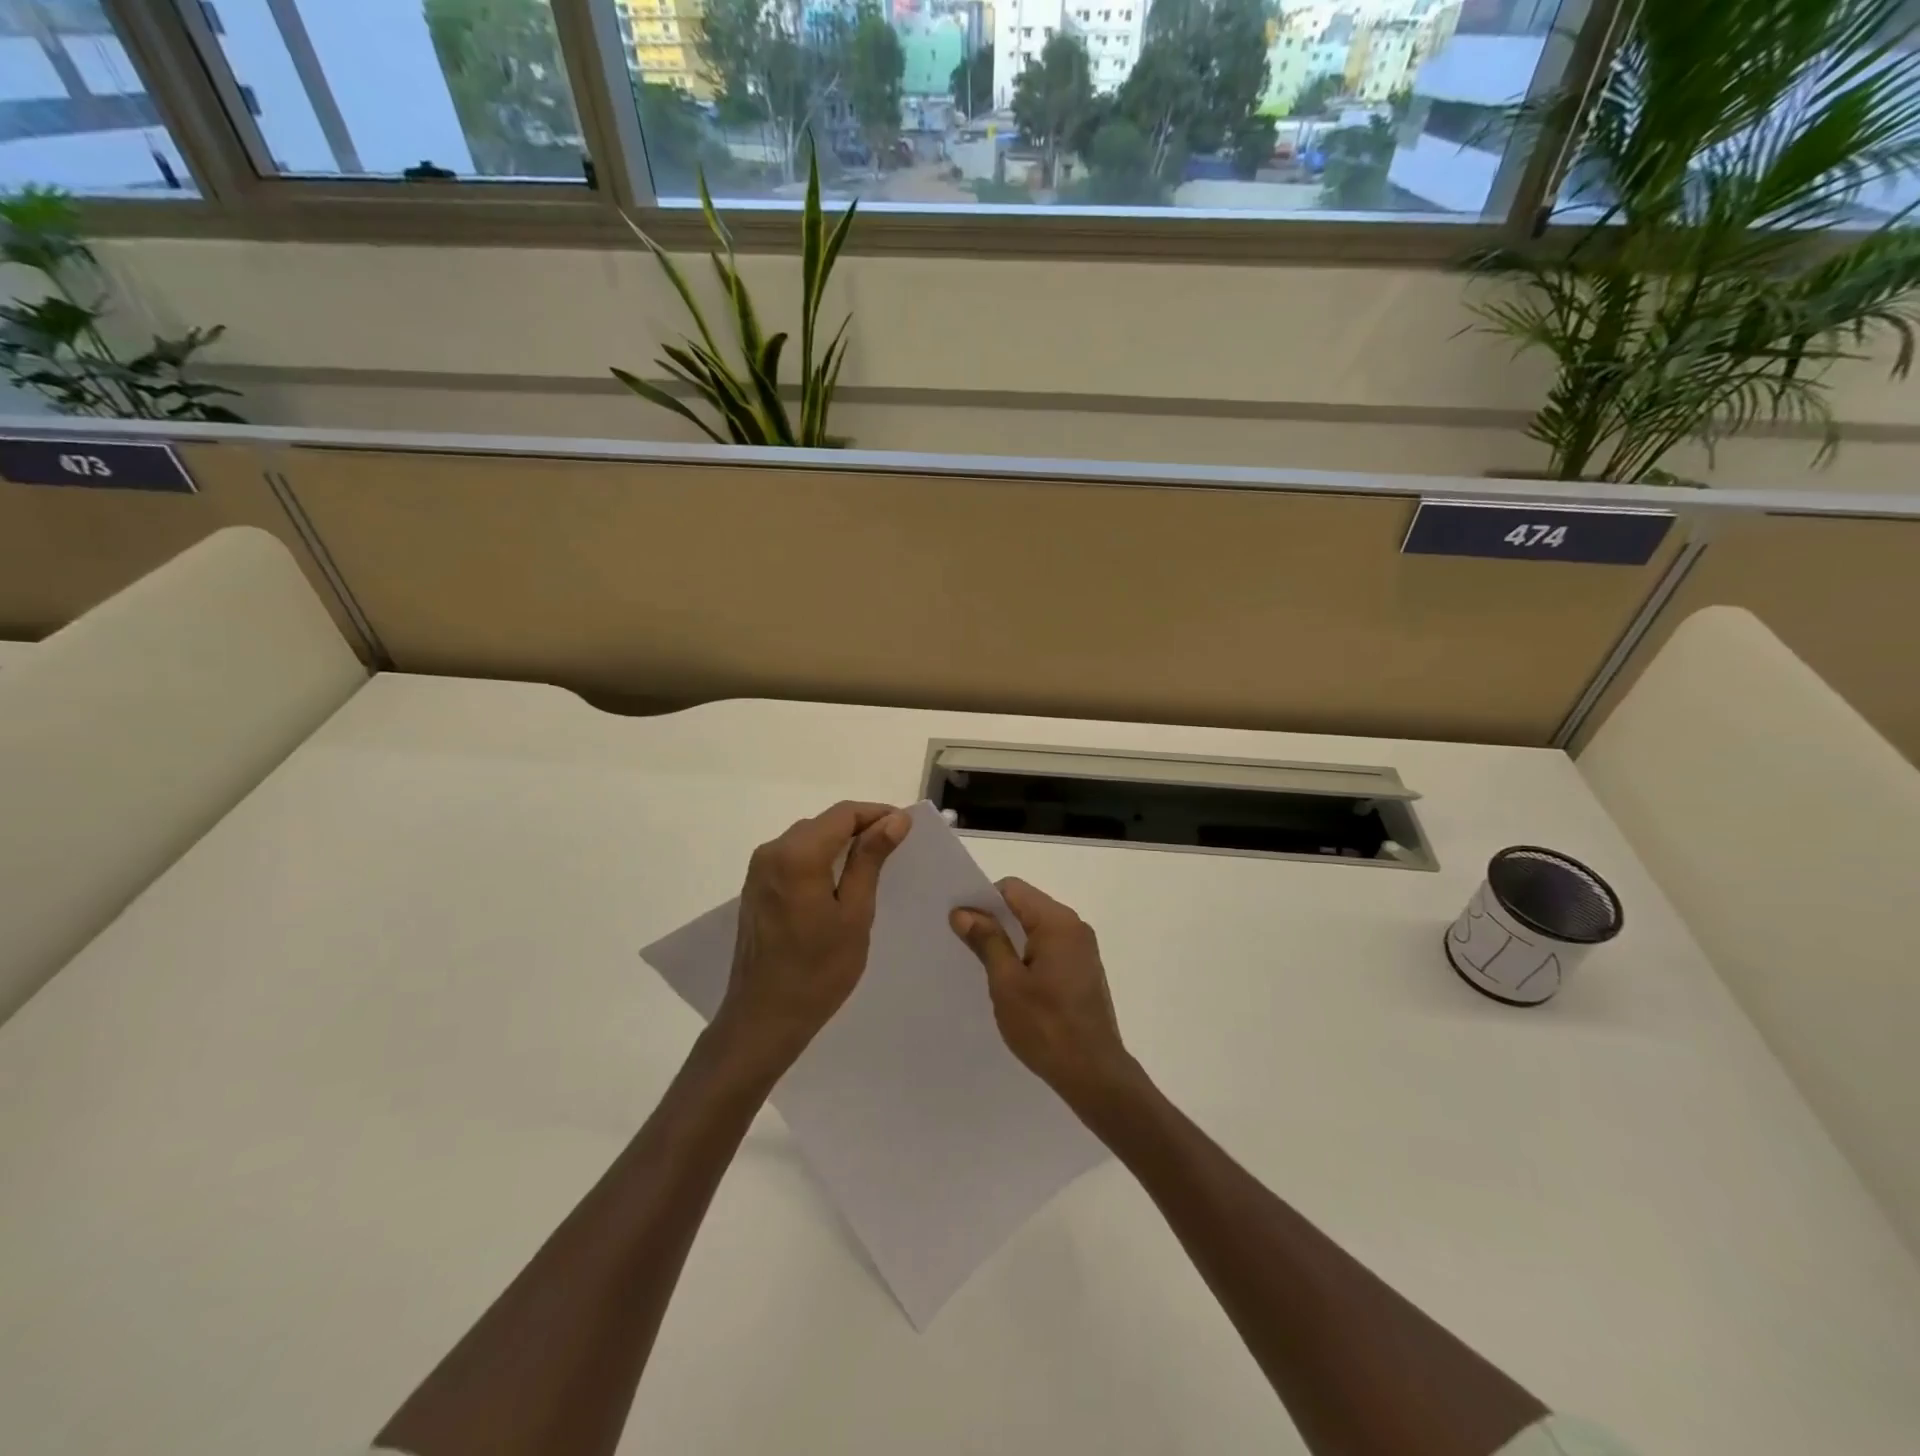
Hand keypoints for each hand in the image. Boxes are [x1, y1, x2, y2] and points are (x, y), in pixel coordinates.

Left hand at [717, 801, 910, 1071]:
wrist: (763, 1019)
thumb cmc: (818, 971)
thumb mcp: (855, 913)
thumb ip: (871, 860)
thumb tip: (894, 819)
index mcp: (797, 855)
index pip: (843, 814)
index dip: (877, 814)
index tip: (906, 828)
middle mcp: (772, 852)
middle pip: (824, 822)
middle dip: (860, 828)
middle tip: (896, 848)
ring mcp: (759, 870)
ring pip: (808, 838)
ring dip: (840, 843)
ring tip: (873, 864)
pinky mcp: (755, 888)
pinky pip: (793, 857)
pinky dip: (820, 858)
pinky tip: (839, 882)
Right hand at [950, 878, 1138, 1109]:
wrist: (1094, 1074)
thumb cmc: (1046, 1026)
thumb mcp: (1007, 983)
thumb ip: (987, 941)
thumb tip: (963, 912)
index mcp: (1058, 922)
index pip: (1012, 889)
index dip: (983, 900)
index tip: (960, 923)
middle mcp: (1074, 927)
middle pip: (1026, 905)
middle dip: (995, 919)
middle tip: (965, 943)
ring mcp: (1082, 949)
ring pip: (1036, 927)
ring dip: (1010, 938)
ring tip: (984, 964)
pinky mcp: (1083, 970)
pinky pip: (1049, 946)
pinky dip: (1027, 954)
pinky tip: (1012, 980)